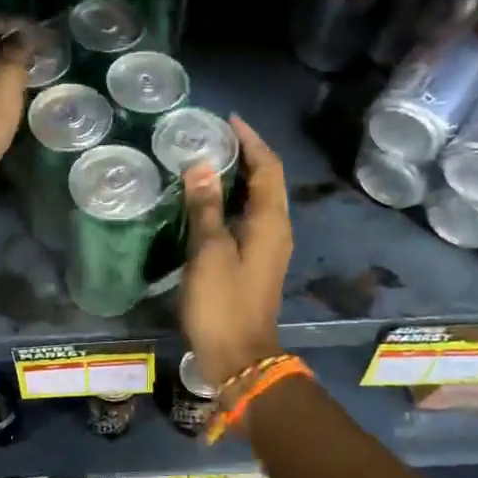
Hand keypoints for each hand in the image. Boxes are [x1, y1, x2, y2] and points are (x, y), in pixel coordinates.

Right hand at [179, 116, 291, 388]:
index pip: (267, 168)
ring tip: (207, 159)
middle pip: (267, 180)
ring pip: (258, 199)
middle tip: (212, 135)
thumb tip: (200, 165)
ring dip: (239, 176)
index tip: (228, 120)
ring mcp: (267, 247)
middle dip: (245, 154)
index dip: (251, 141)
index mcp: (271, 222)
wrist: (238, 357)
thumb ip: (205, 208)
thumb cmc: (223, 303)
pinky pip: (248, 217)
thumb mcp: (209, 252)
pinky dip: (232, 200)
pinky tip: (207, 200)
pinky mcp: (255, 261)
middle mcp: (276, 229)